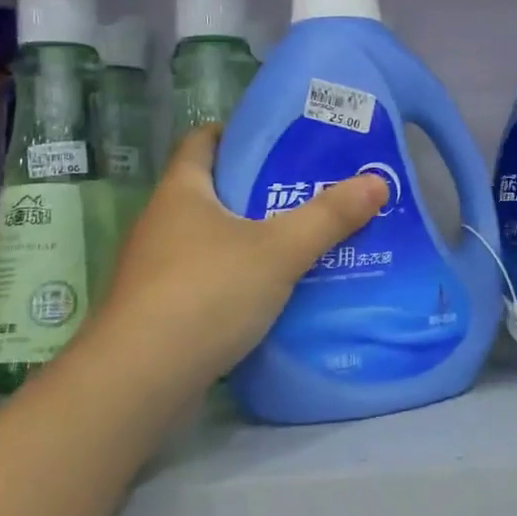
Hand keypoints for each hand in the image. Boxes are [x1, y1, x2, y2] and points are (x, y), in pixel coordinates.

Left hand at [94, 126, 388, 383]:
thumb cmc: (206, 293)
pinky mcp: (161, 311)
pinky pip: (209, 278)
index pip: (202, 141)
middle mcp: (163, 223)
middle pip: (214, 190)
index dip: (237, 133)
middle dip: (260, 188)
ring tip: (302, 240)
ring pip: (213, 238)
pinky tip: (274, 292)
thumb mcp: (279, 250)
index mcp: (182, 191)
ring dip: (252, 237)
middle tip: (311, 190)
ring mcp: (157, 269)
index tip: (280, 140)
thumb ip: (329, 217)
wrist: (139, 382)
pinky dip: (240, 278)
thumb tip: (378, 181)